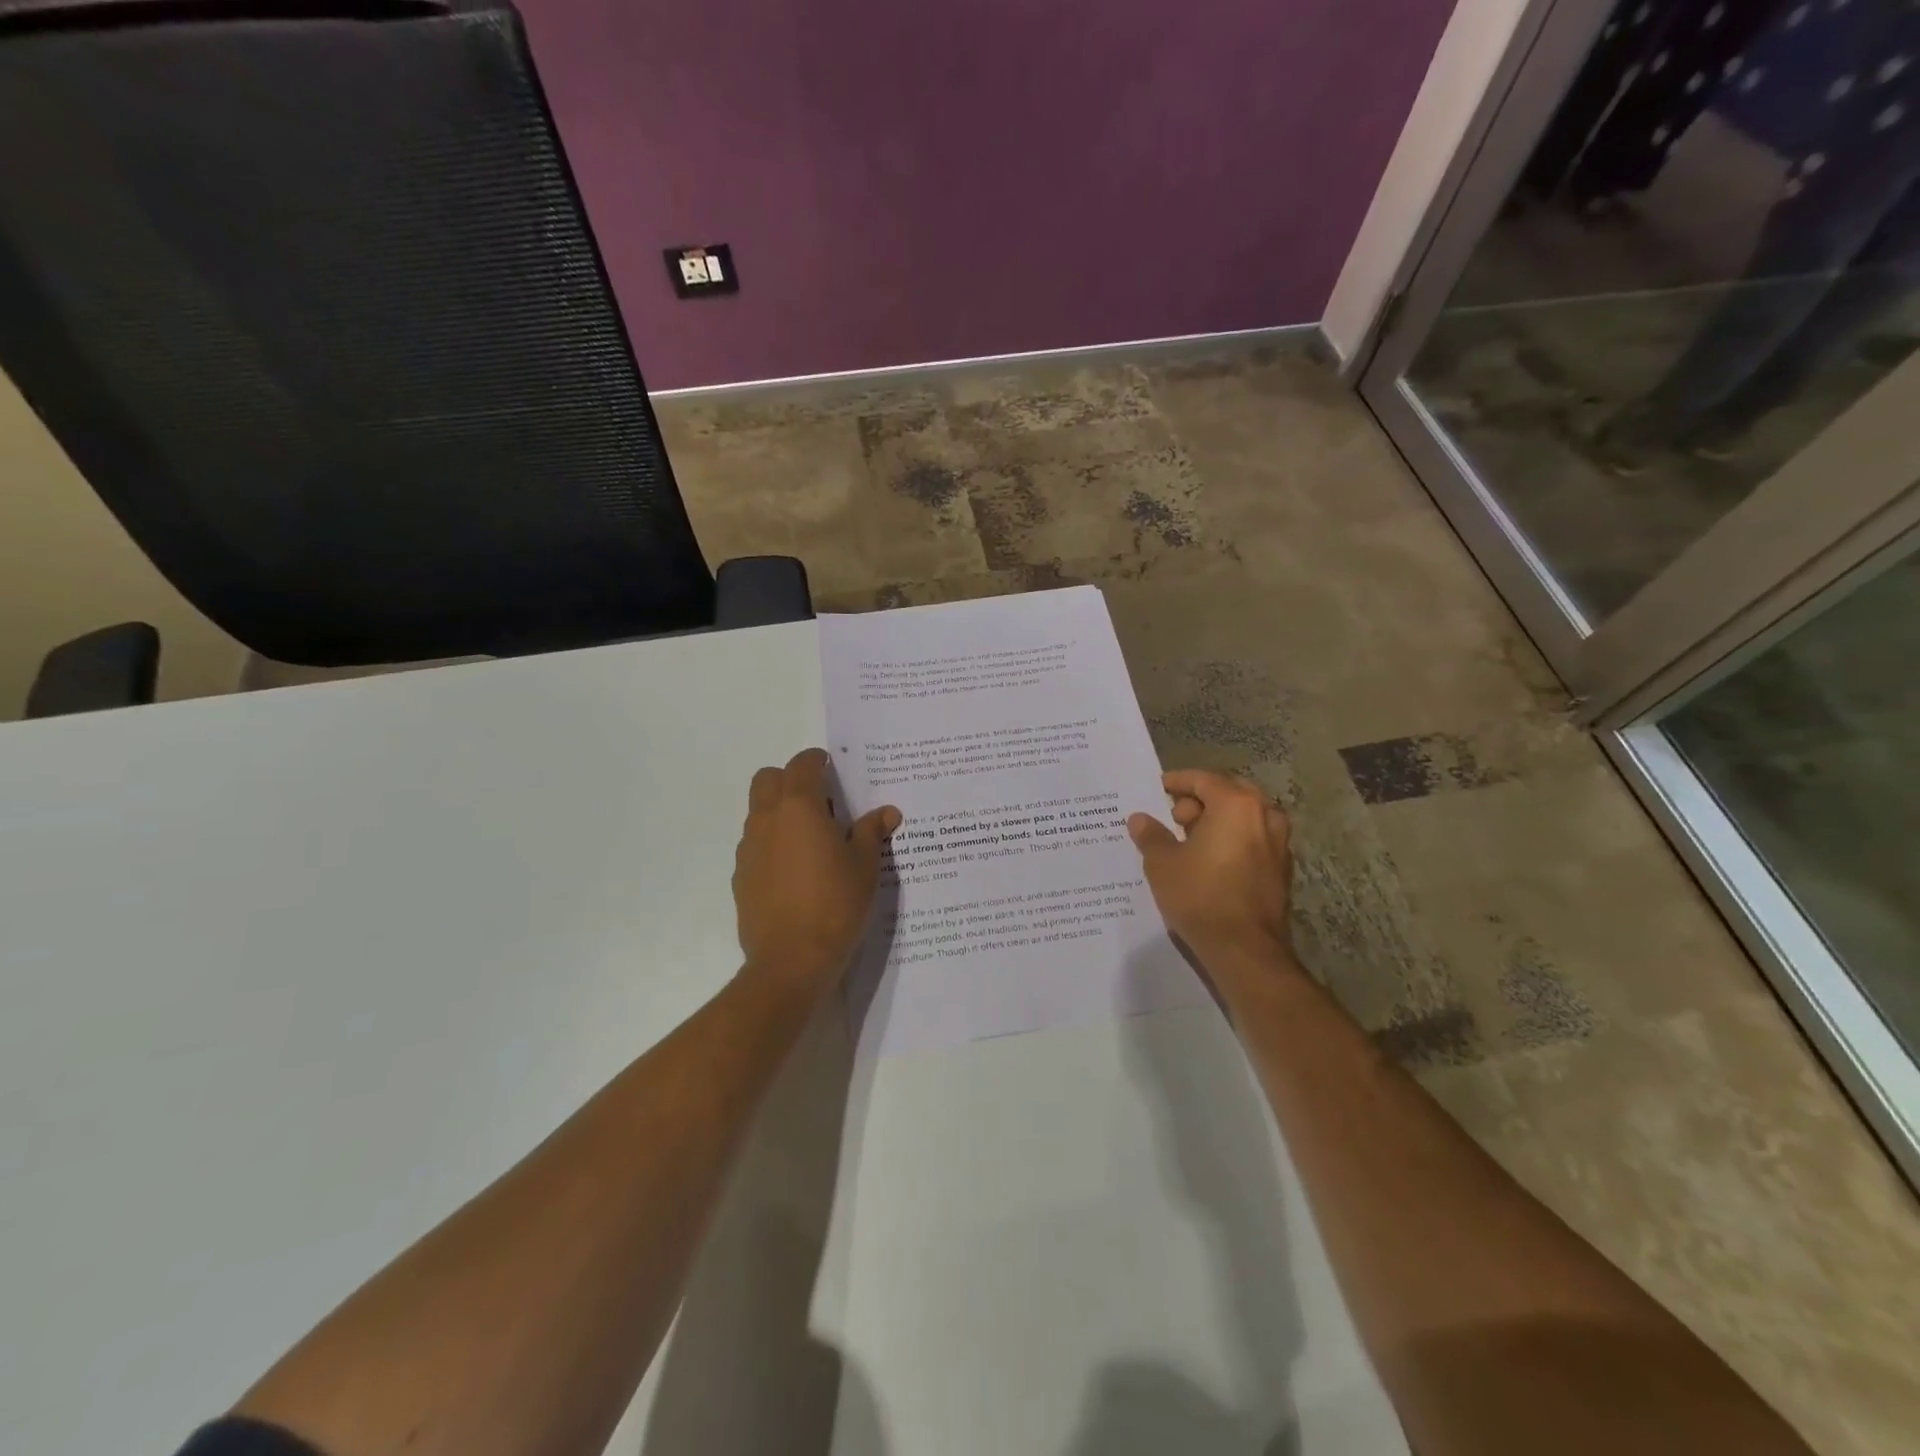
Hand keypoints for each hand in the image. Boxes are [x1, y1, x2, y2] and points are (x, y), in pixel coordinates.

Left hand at [733, 748, 900, 1004]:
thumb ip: (872, 832)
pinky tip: (796, 872)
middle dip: (791, 780)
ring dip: (780, 812)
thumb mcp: (865, 866)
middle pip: (768, 779)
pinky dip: (772, 843)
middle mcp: (767, 819)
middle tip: (821, 803)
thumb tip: (887, 812)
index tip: (834, 770)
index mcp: (799, 807)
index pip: (802, 764)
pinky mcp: (741, 876)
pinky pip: (755, 844)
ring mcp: (749, 848)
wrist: (791, 961)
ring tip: (812, 841)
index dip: (818, 761)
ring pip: (759, 812)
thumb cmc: (835, 904)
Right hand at [1128, 770, 1300, 996]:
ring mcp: (1279, 844)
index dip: (1178, 781)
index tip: (1159, 788)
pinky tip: (1212, 861)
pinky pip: (1254, 841)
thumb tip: (1140, 819)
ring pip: (1246, 818)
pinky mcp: (1281, 871)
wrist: (1244, 949)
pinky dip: (1234, 840)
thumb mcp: (1162, 863)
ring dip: (1220, 820)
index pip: (1204, 780)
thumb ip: (1151, 835)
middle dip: (1202, 800)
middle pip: (1230, 793)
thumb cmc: (1200, 895)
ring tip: (1192, 840)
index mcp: (1236, 805)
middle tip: (1175, 816)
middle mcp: (1264, 816)